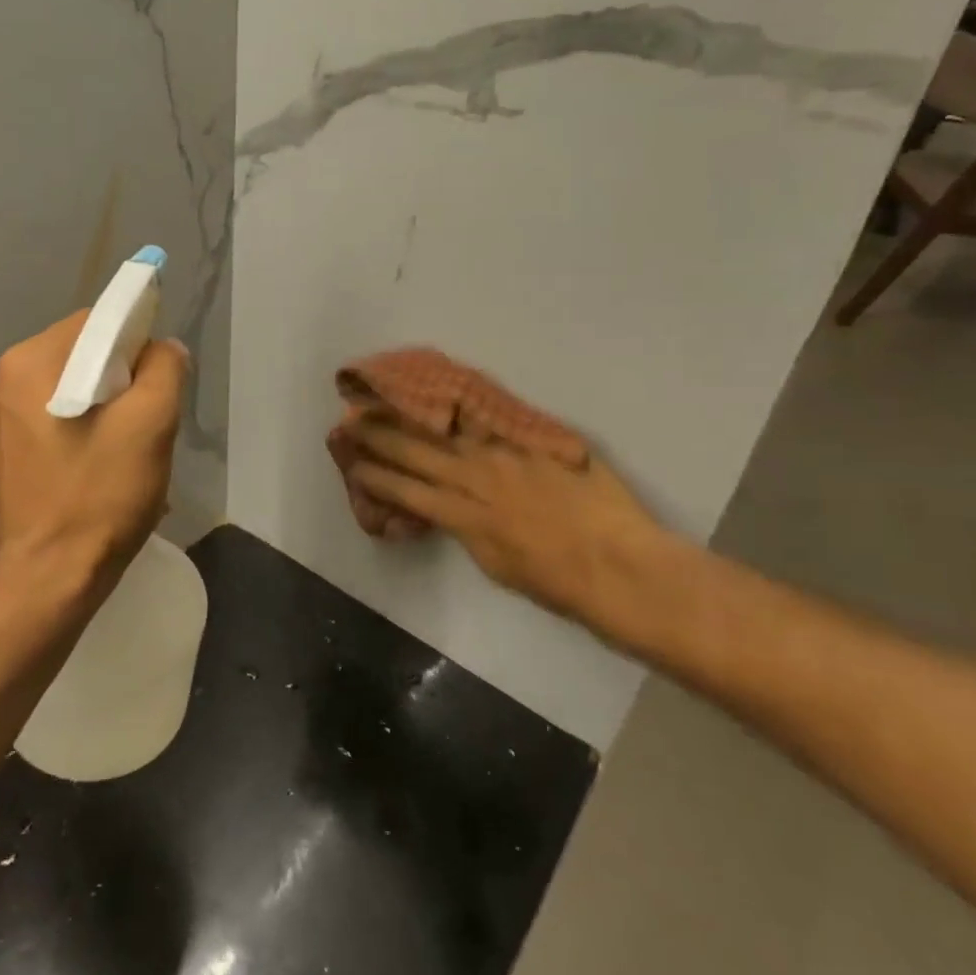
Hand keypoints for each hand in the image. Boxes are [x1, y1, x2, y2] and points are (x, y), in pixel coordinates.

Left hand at [0, 312, 187, 614]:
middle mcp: (4, 381)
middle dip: (126, 381)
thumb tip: (162, 348)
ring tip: (130, 453)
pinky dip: (89, 432)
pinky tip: (104, 470)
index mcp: (29, 362)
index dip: (138, 343)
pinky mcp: (7, 454)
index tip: (158, 386)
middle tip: (148, 426)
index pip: (98, 321)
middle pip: (86, 354)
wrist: (48, 584)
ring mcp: (0, 420)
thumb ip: (165, 367)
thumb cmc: (98, 497)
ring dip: (111, 410)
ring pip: (76, 389)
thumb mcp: (151, 423)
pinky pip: (60, 420)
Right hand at [348, 417, 675, 633]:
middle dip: (380, 437)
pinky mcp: (537, 442)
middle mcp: (478, 479)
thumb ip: (471, 533)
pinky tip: (447, 389)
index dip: (376, 478)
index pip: (407, 491)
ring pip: (450, 428)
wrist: (623, 567)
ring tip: (388, 396)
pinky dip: (466, 406)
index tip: (354, 465)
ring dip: (414, 413)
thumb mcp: (499, 568)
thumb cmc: (562, 585)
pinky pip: (494, 418)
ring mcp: (508, 455)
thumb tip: (454, 513)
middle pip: (418, 452)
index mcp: (465, 517)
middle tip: (352, 421)